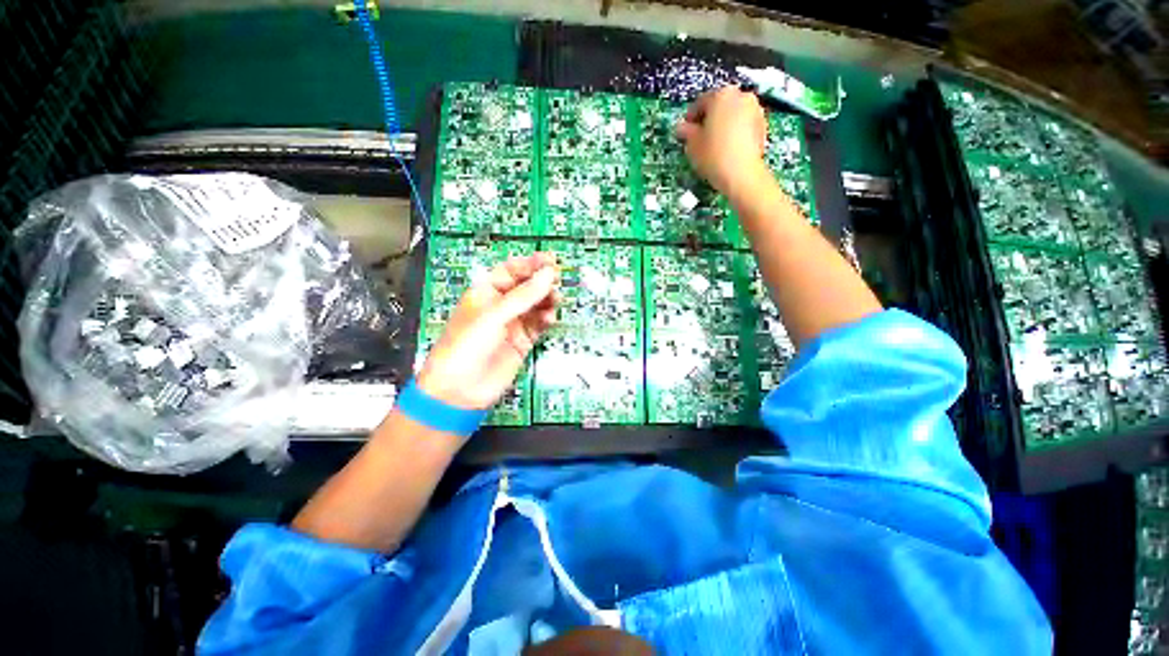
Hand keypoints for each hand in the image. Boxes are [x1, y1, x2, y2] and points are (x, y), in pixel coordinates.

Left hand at [417, 253, 558, 409]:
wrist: (461, 389)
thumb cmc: (467, 345)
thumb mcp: (494, 315)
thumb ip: (524, 295)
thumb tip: (549, 274)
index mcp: (486, 292)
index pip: (511, 270)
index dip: (530, 264)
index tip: (551, 261)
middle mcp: (501, 305)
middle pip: (526, 286)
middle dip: (542, 282)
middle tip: (558, 280)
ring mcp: (513, 323)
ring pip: (536, 305)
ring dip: (547, 300)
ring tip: (555, 300)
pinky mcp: (523, 341)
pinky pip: (539, 324)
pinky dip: (546, 319)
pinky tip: (550, 318)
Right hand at [676, 85, 769, 199]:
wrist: (742, 174)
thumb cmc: (713, 154)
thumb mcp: (692, 144)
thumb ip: (686, 132)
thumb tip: (681, 127)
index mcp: (721, 95)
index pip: (700, 102)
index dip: (690, 118)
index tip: (685, 133)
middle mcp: (741, 95)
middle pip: (720, 105)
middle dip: (709, 120)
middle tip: (700, 138)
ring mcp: (755, 109)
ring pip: (733, 115)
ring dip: (723, 125)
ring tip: (715, 145)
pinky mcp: (763, 126)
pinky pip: (744, 125)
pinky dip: (735, 133)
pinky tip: (728, 149)